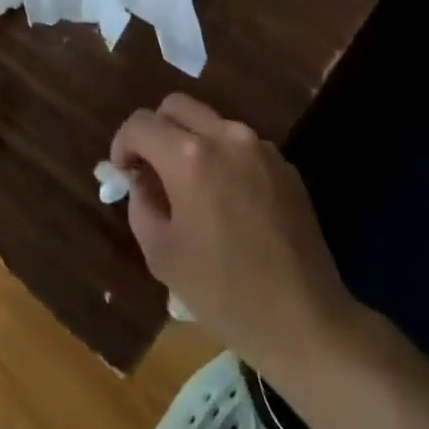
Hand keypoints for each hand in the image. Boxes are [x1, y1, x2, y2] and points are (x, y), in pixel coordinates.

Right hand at [112, 94, 355, 368]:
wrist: (306, 322)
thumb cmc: (224, 293)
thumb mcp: (161, 254)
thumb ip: (141, 203)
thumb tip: (142, 180)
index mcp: (189, 157)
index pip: (140, 124)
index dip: (123, 143)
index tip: (124, 171)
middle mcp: (225, 137)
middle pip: (175, 106)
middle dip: (155, 131)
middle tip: (152, 169)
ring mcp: (259, 147)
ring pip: (210, 122)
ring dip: (190, 142)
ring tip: (191, 187)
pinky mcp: (284, 164)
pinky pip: (240, 145)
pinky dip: (222, 158)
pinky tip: (227, 201)